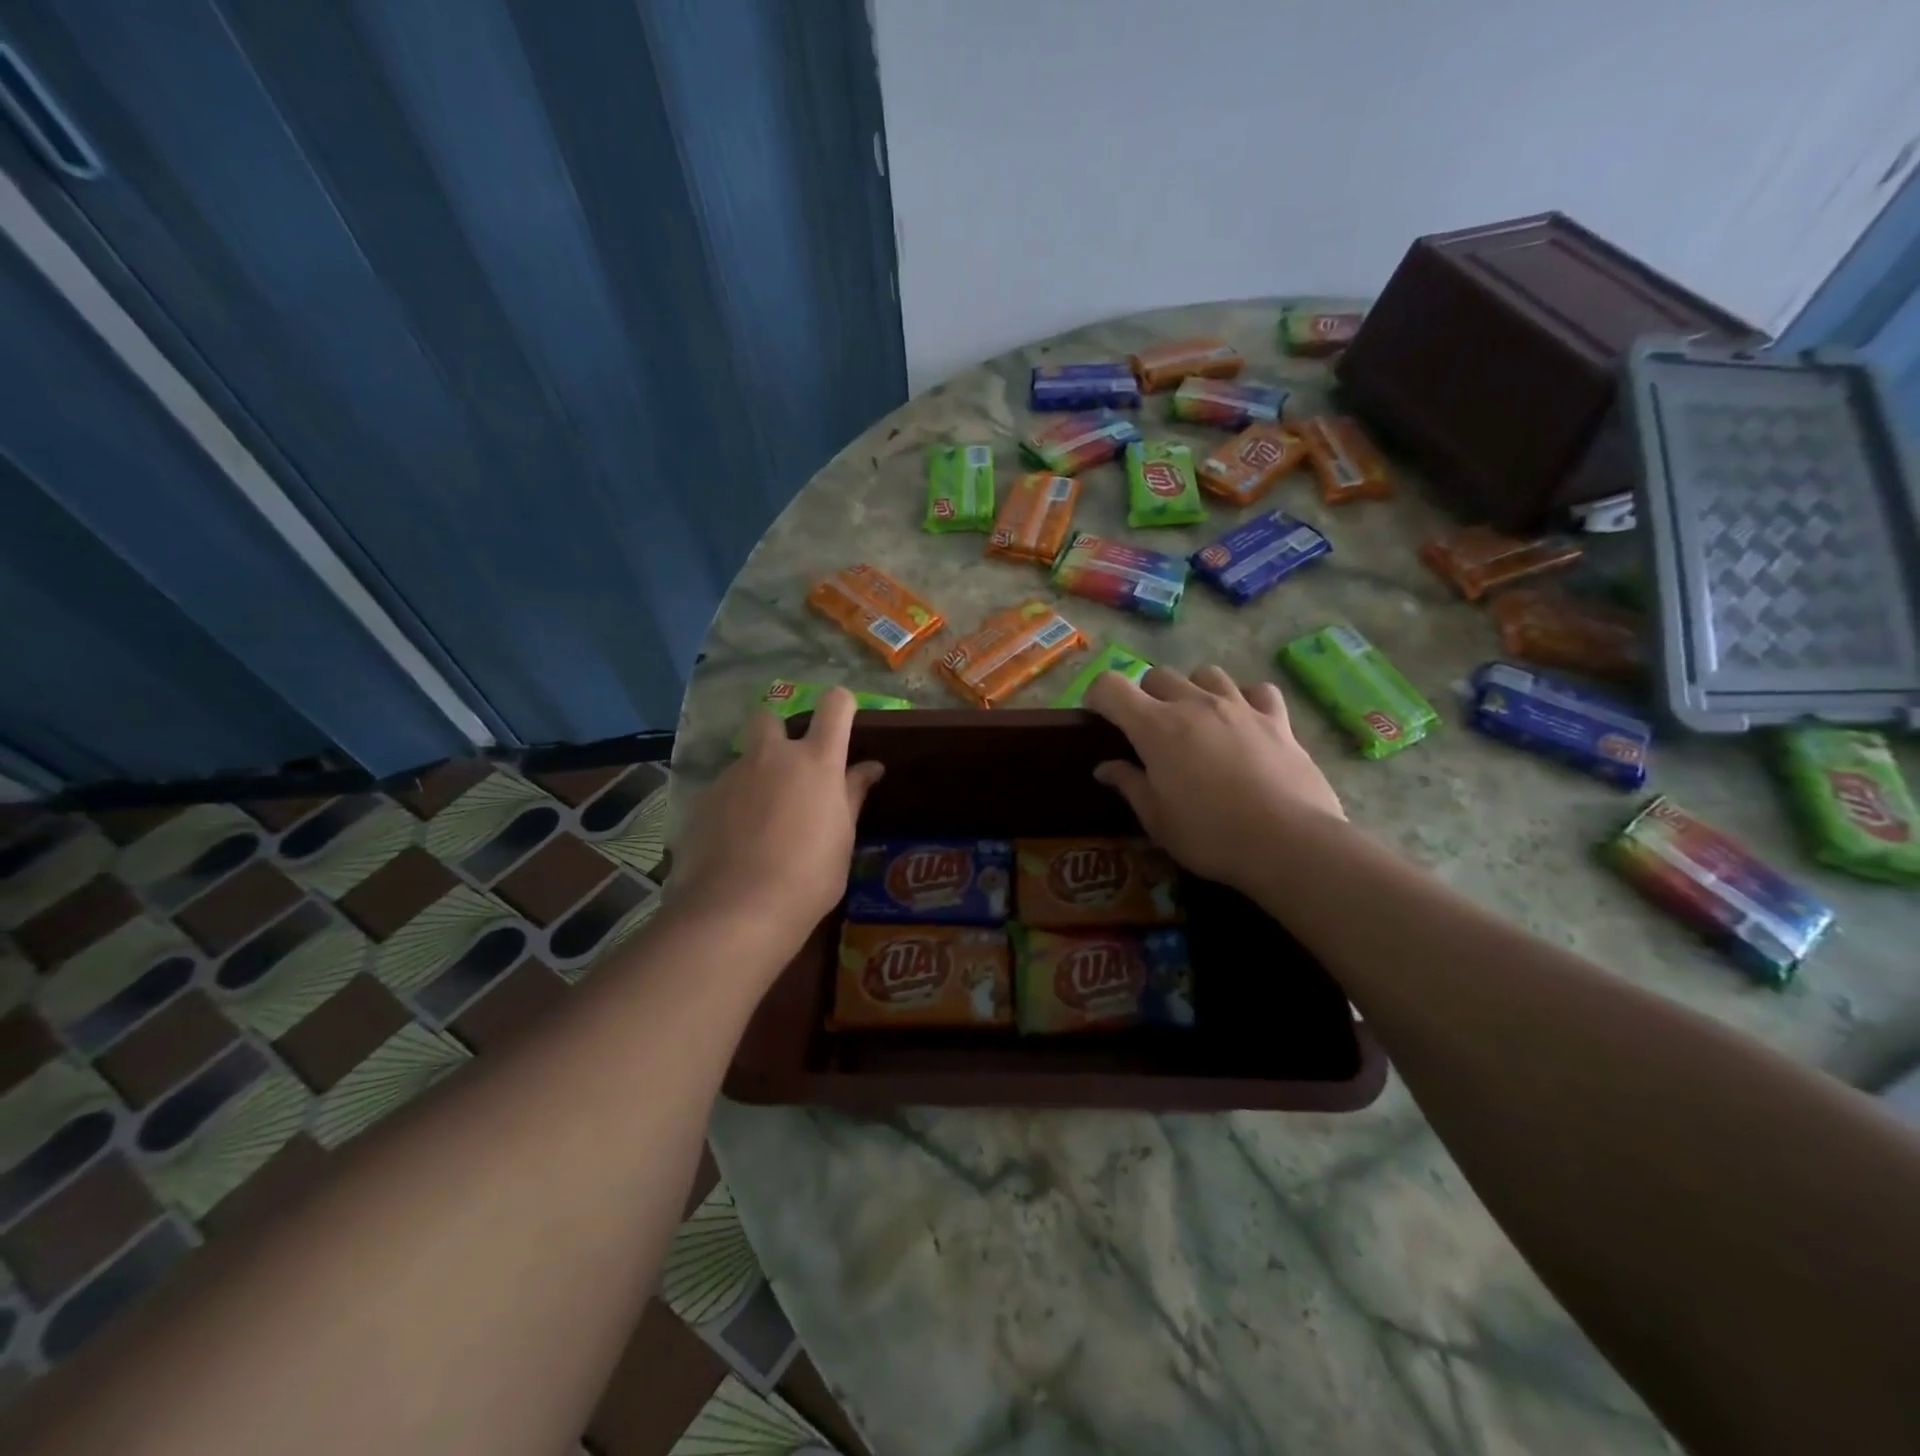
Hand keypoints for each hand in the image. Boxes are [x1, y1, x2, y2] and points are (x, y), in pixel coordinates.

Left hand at [669, 689, 883, 951]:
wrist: (737, 909)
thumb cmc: (809, 877)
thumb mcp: (842, 838)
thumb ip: (852, 795)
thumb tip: (870, 767)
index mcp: (816, 762)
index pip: (834, 706)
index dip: (841, 705)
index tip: (845, 720)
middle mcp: (772, 757)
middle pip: (771, 716)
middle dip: (779, 733)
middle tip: (790, 770)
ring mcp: (732, 776)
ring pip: (745, 760)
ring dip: (756, 777)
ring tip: (760, 823)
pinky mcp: (702, 800)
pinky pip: (723, 792)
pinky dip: (732, 807)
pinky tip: (734, 843)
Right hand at [1083, 666, 1343, 893]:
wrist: (1288, 842)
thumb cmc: (1210, 835)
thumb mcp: (1157, 819)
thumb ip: (1129, 785)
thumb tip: (1105, 768)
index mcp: (1156, 727)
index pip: (1111, 687)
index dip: (1098, 696)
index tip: (1098, 717)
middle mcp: (1194, 704)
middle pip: (1158, 676)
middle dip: (1146, 695)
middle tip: (1149, 729)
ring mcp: (1239, 707)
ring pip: (1207, 674)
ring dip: (1193, 690)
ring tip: (1197, 719)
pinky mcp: (1277, 719)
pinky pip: (1257, 691)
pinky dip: (1246, 699)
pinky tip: (1245, 721)